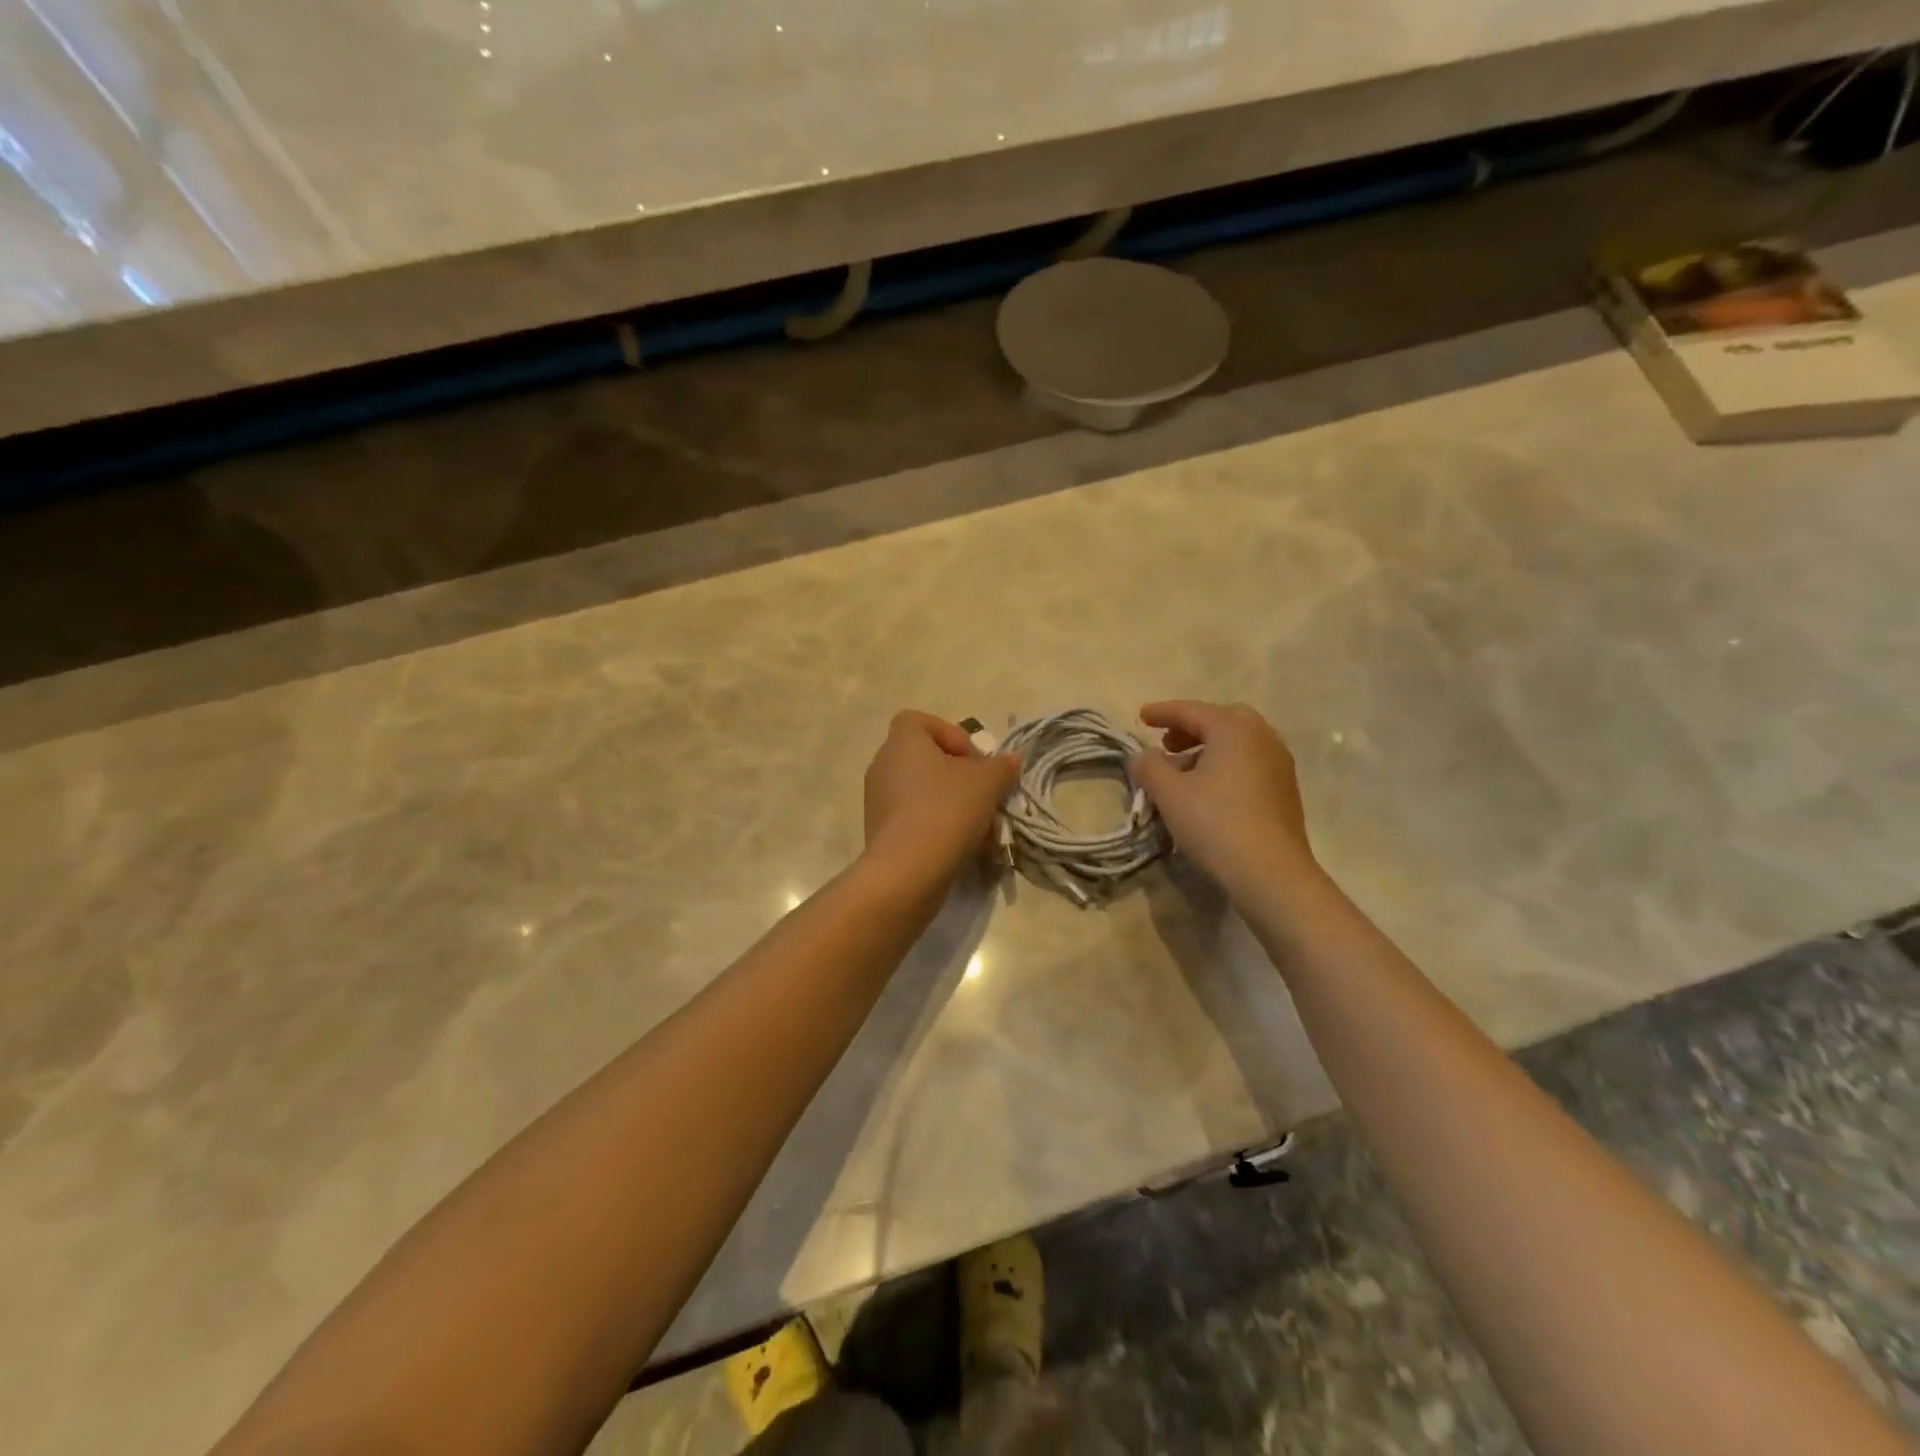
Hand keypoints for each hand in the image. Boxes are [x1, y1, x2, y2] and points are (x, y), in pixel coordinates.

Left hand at [863, 711, 1020, 887]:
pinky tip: (963, 846)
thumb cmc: (946, 811)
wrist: (907, 871)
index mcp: (902, 742)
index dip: (951, 734)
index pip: (919, 721)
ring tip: (981, 828)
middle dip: (960, 776)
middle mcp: (883, 764)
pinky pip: (914, 816)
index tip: (973, 761)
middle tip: (983, 795)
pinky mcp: (880, 830)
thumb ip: (1002, 766)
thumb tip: (1012, 758)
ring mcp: (878, 799)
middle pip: (927, 758)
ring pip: (924, 791)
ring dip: (954, 804)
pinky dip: (938, 825)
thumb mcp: (987, 784)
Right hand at [1129, 700, 1319, 899]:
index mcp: (1233, 728)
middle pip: (1220, 721)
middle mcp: (1262, 736)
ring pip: (1237, 743)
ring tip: (1183, 770)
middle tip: (1166, 743)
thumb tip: (1144, 755)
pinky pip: (1249, 763)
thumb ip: (1149, 766)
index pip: (1191, 711)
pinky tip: (1209, 790)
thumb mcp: (1169, 793)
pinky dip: (1225, 765)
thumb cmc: (1214, 823)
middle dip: (1189, 728)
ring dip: (1207, 749)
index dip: (1162, 712)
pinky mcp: (1285, 790)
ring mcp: (1279, 763)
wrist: (1271, 872)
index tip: (1141, 717)